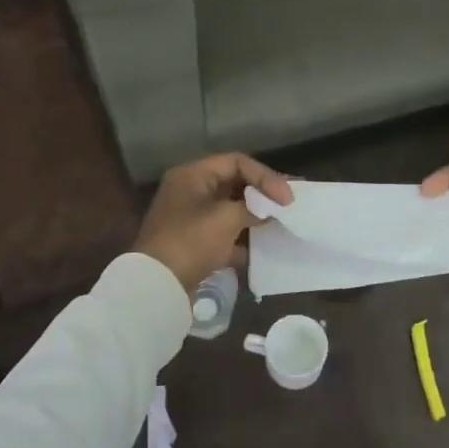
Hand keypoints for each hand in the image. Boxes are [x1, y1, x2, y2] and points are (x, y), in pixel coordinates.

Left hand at [135, 153, 292, 292]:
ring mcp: (191, 217)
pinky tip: (264, 247)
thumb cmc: (191, 241)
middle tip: (290, 202)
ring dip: (255, 216)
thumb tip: (267, 211)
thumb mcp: (226, 218)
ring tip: (282, 221)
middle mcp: (190, 190)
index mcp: (193, 175)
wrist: (158, 285)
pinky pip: (224, 233)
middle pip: (234, 184)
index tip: (287, 197)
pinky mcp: (194, 243)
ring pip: (230, 209)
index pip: (237, 162)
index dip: (265, 176)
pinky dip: (243, 238)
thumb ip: (252, 208)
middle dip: (262, 194)